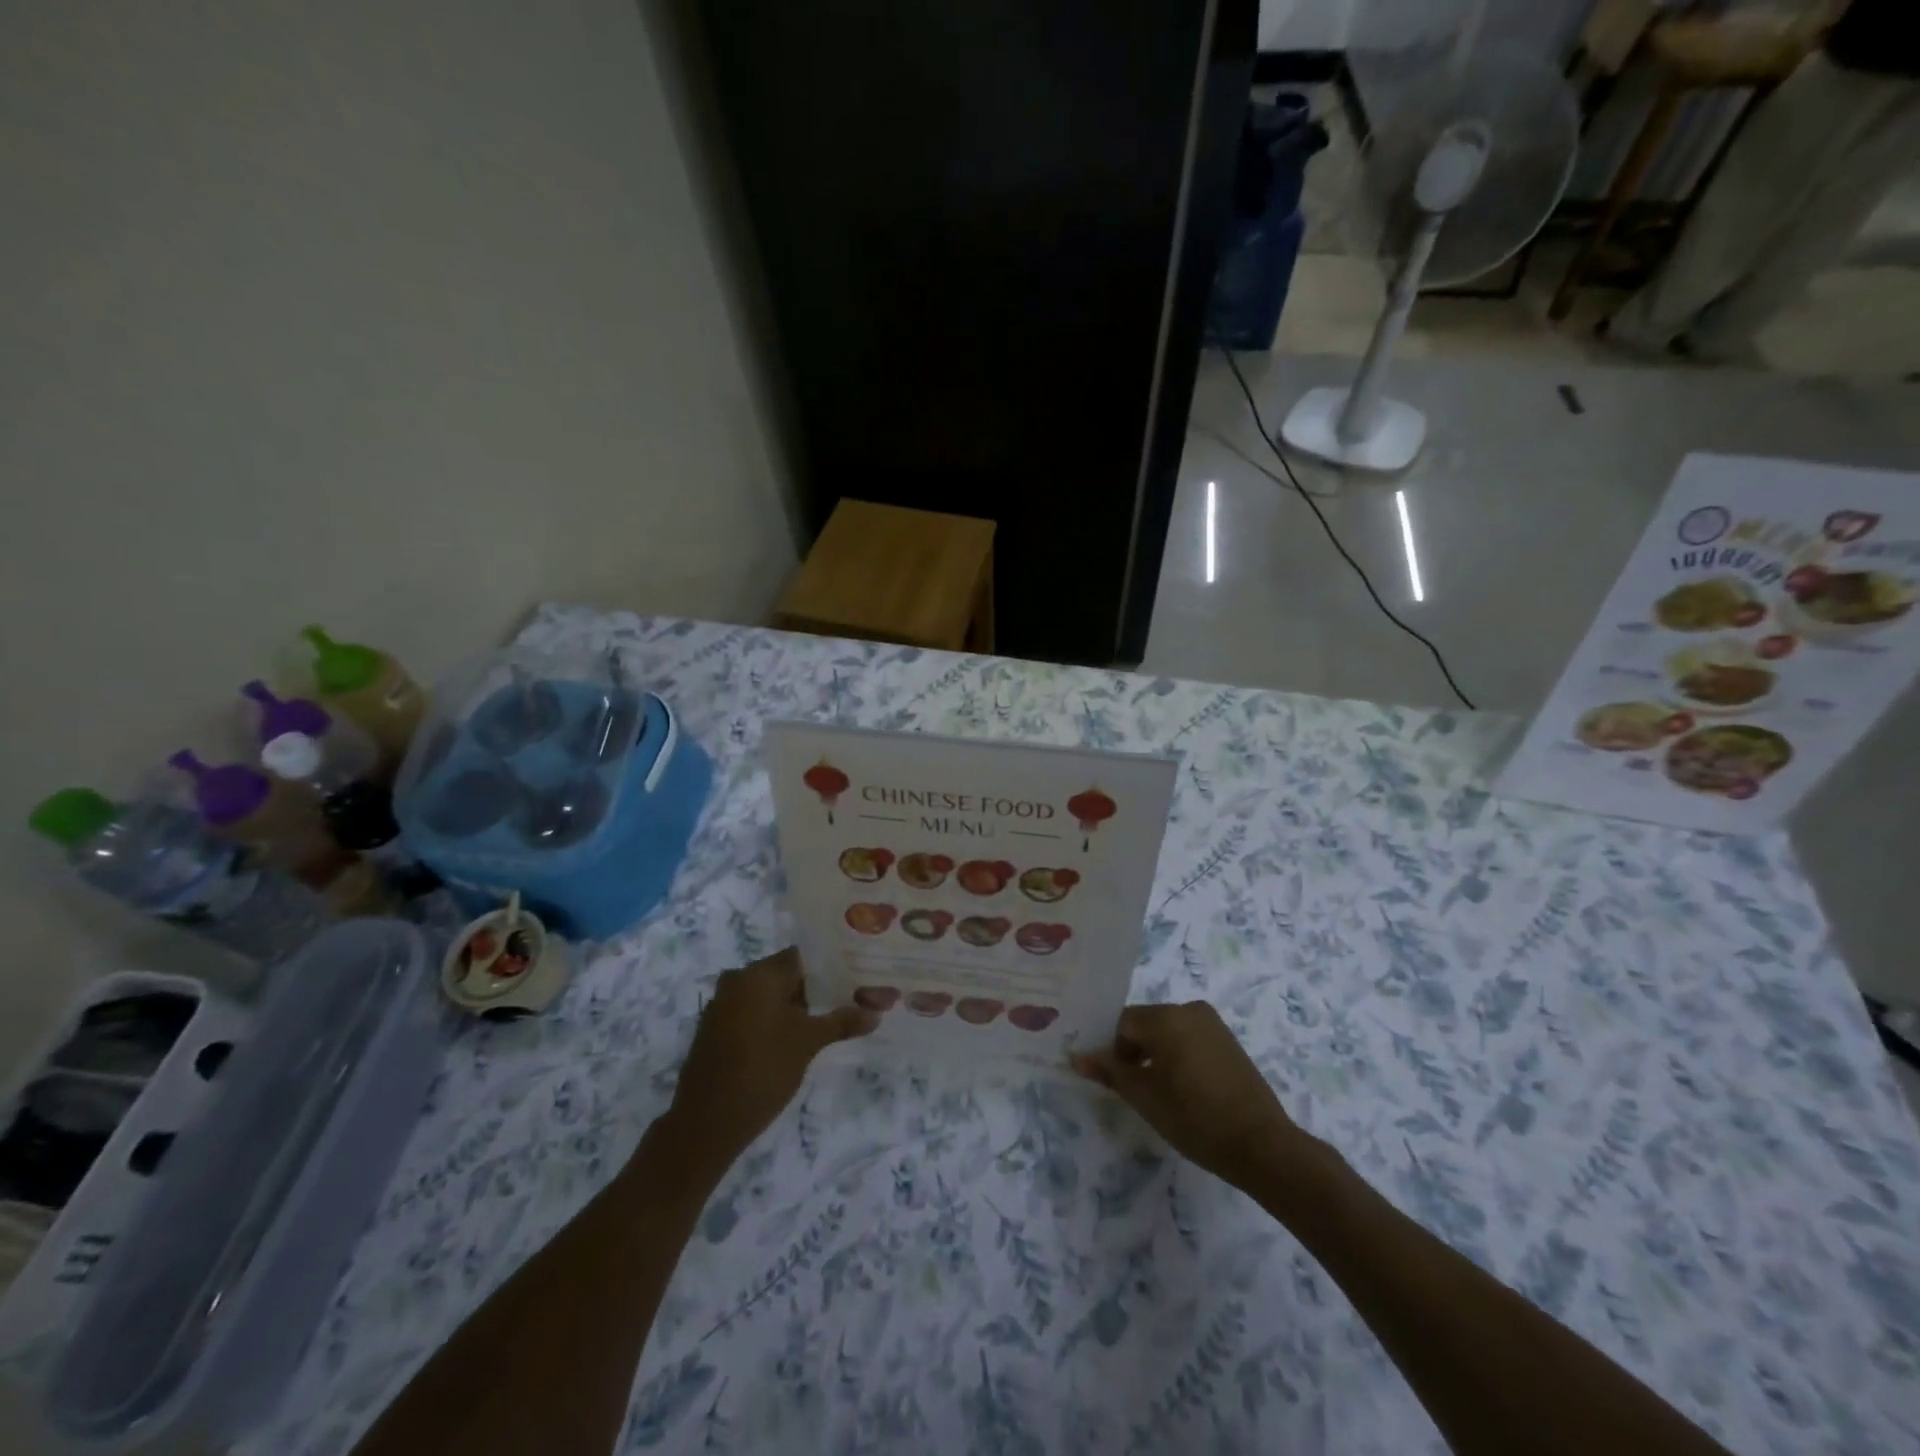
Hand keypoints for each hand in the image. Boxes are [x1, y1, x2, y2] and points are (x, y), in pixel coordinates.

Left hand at [662, 948, 875, 1176]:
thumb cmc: (763, 1069)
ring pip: (767, 996)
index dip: (829, 966)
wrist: (707, 1122)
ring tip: (825, 1022)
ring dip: (793, 1008)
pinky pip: (751, 1014)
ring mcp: (722, 1006)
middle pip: (785, 975)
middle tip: (846, 1002)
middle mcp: (737, 980)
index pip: (802, 956)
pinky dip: (772, 1022)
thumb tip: (877, 1013)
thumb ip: (842, 1021)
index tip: (853, 977)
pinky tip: (793, 1040)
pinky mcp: (715, 1030)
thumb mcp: (809, 1043)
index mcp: (759, 973)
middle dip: (814, 989)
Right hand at [1073, 1001, 1300, 1187]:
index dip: (1110, 1050)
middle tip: (1131, 1088)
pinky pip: (1189, 1038)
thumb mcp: (1144, 1097)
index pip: (1121, 1023)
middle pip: (1145, 1023)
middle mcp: (1188, 1009)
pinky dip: (1178, 1055)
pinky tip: (1182, 1088)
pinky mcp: (1228, 1040)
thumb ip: (1109, 1072)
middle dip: (1131, 1050)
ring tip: (1157, 1092)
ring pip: (1167, 1031)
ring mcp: (1212, 1023)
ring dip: (1155, 1054)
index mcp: (1165, 1017)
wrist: (1262, 1145)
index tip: (1111, 1080)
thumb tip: (1075, 1056)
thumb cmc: (1194, 1118)